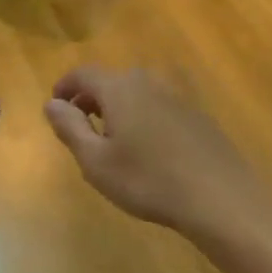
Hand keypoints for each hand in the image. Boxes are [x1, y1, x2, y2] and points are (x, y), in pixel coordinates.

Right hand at [43, 66, 257, 236]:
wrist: (220, 198)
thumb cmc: (148, 181)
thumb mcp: (96, 161)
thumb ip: (70, 128)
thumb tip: (51, 103)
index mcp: (119, 88)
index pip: (83, 74)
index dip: (65, 87)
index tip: (54, 106)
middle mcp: (148, 82)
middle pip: (111, 81)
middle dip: (90, 99)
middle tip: (79, 126)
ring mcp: (177, 97)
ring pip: (136, 94)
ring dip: (117, 109)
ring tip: (111, 140)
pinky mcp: (197, 115)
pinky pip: (158, 107)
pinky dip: (142, 118)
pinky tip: (147, 150)